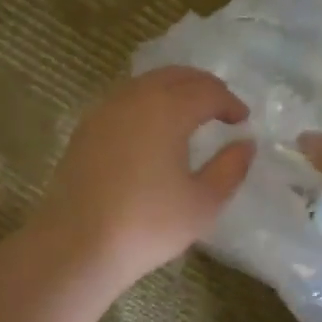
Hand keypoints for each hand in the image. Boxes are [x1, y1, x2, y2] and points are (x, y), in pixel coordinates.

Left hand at [34, 66, 254, 287]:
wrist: (76, 245)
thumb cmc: (147, 224)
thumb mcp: (203, 203)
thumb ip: (230, 168)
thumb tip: (245, 144)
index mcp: (167, 109)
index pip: (207, 91)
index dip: (229, 102)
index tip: (242, 120)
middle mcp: (134, 98)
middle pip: (175, 76)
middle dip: (203, 87)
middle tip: (221, 107)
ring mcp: (104, 111)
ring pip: (146, 84)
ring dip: (173, 91)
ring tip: (190, 115)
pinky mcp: (85, 130)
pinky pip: (124, 100)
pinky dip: (147, 103)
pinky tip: (152, 129)